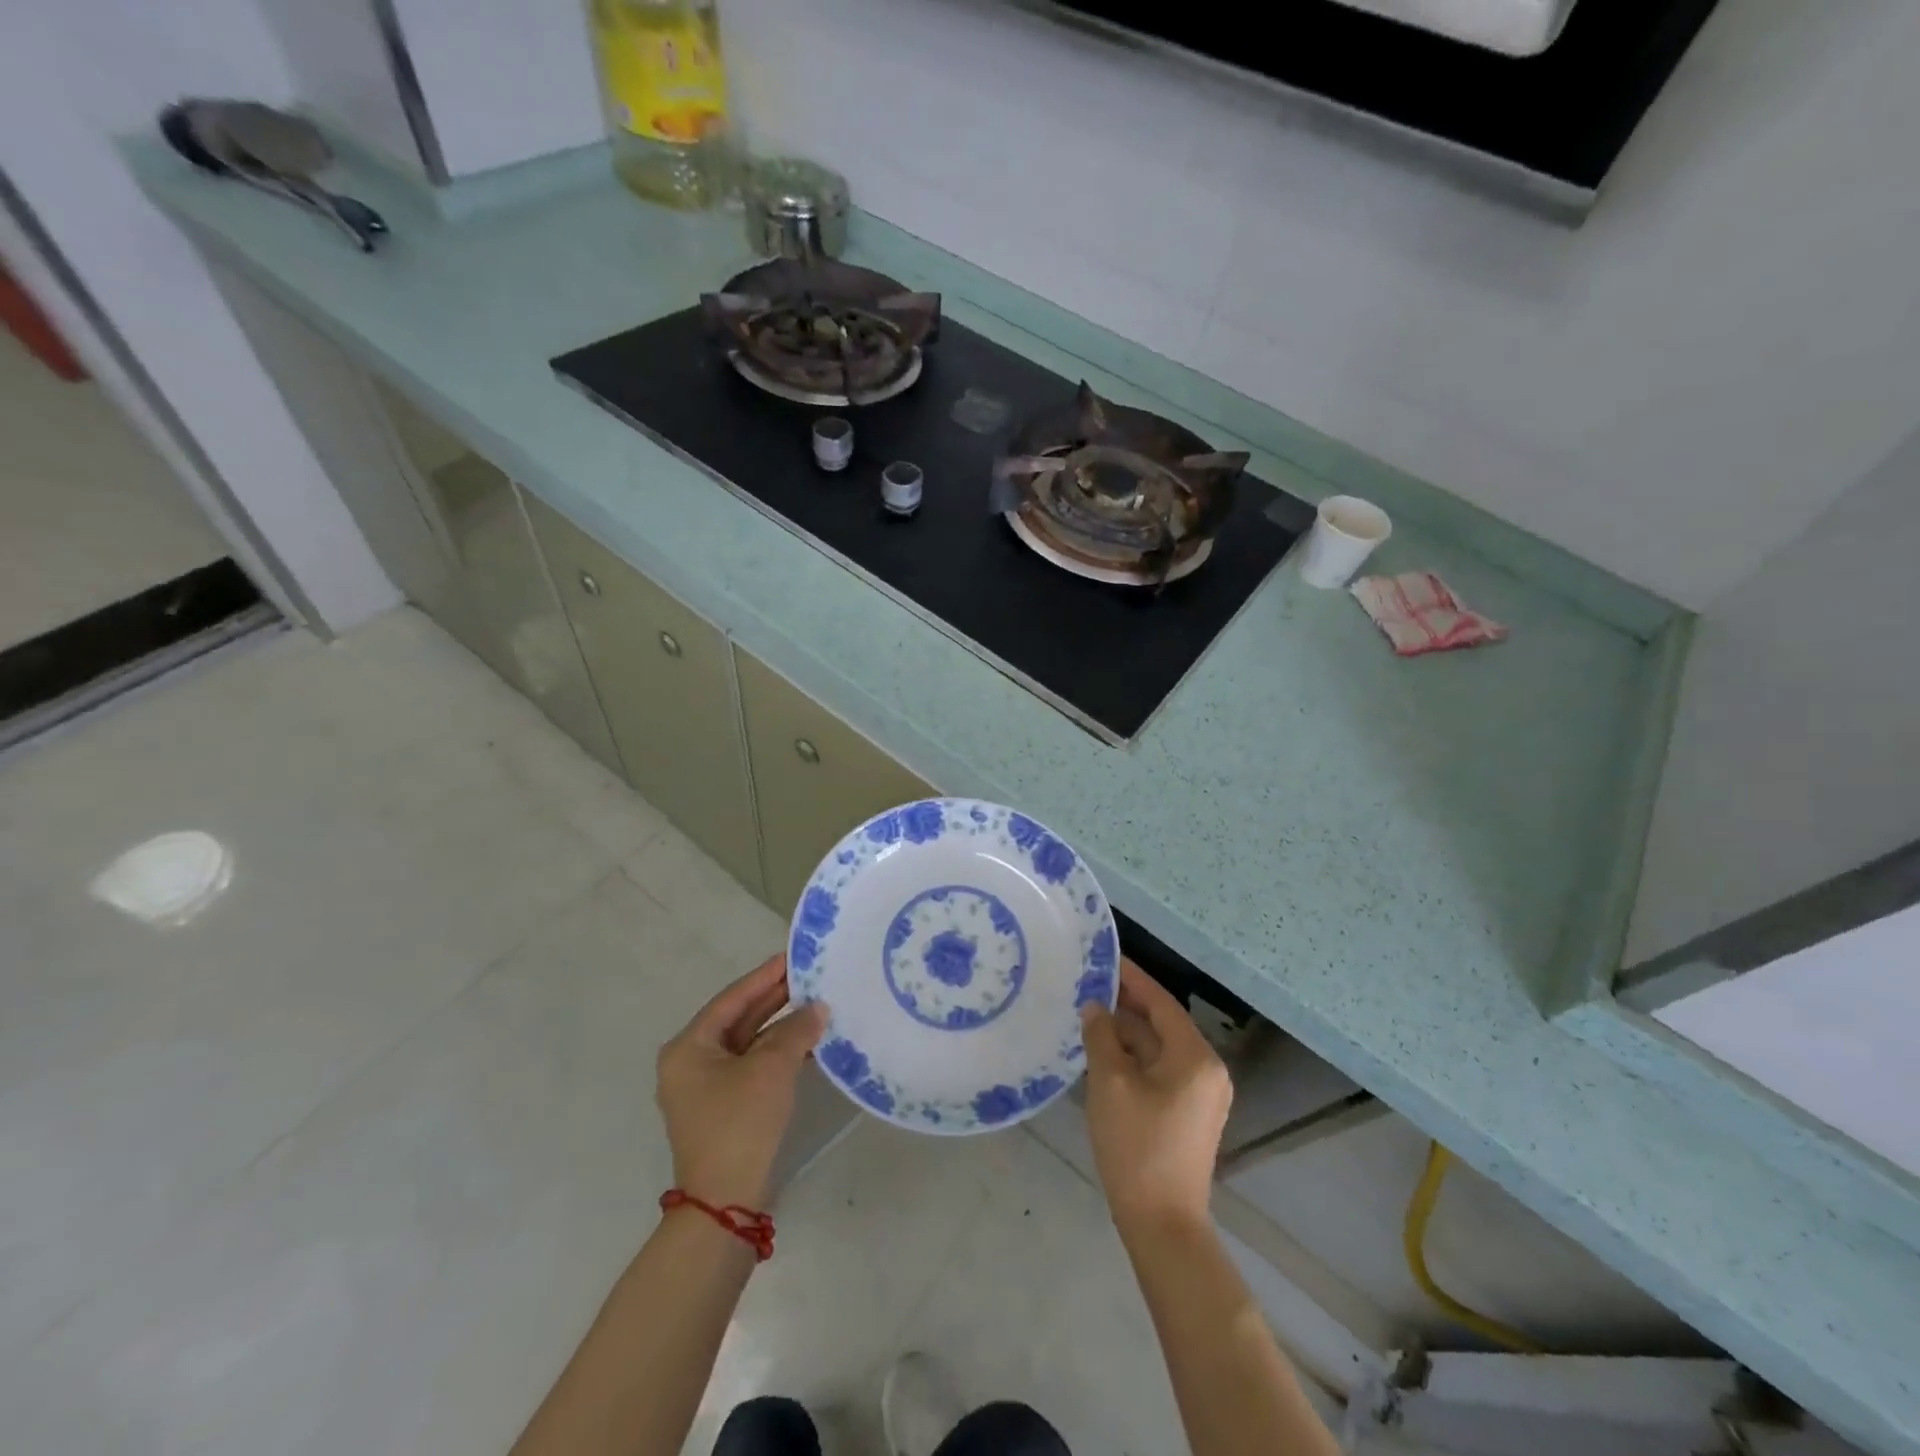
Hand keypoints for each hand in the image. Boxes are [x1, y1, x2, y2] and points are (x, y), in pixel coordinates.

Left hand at [656, 955, 825, 1209]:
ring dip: (781, 1027)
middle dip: (775, 1000)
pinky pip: (752, 1066)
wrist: (726, 1204)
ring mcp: (706, 1087)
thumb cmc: (740, 1123)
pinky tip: (808, 1043)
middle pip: (739, 1019)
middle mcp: (691, 1062)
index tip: (792, 956)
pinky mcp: (724, 1107)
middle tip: (810, 977)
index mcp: (689, 1047)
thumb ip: (796, 1031)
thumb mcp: (771, 1069)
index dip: (765, 977)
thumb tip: (818, 1009)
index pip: (732, 999)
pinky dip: (778, 1053)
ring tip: (816, 1005)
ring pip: (748, 1043)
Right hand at [1080, 959, 1231, 1232]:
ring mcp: (1202, 1094)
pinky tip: (1106, 1052)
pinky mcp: (1190, 1114)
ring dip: (1129, 1032)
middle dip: (1128, 1004)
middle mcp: (1207, 1069)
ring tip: (1090, 1013)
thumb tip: (1095, 1007)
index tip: (1106, 957)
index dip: (1132, 978)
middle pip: (1163, 1023)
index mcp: (1195, 1056)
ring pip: (1161, 1048)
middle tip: (1090, 983)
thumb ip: (1101, 1037)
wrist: (1162, 1225)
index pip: (1161, 1002)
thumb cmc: (1136, 1147)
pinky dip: (1136, 1057)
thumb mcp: (1110, 1084)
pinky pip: (1162, 1070)